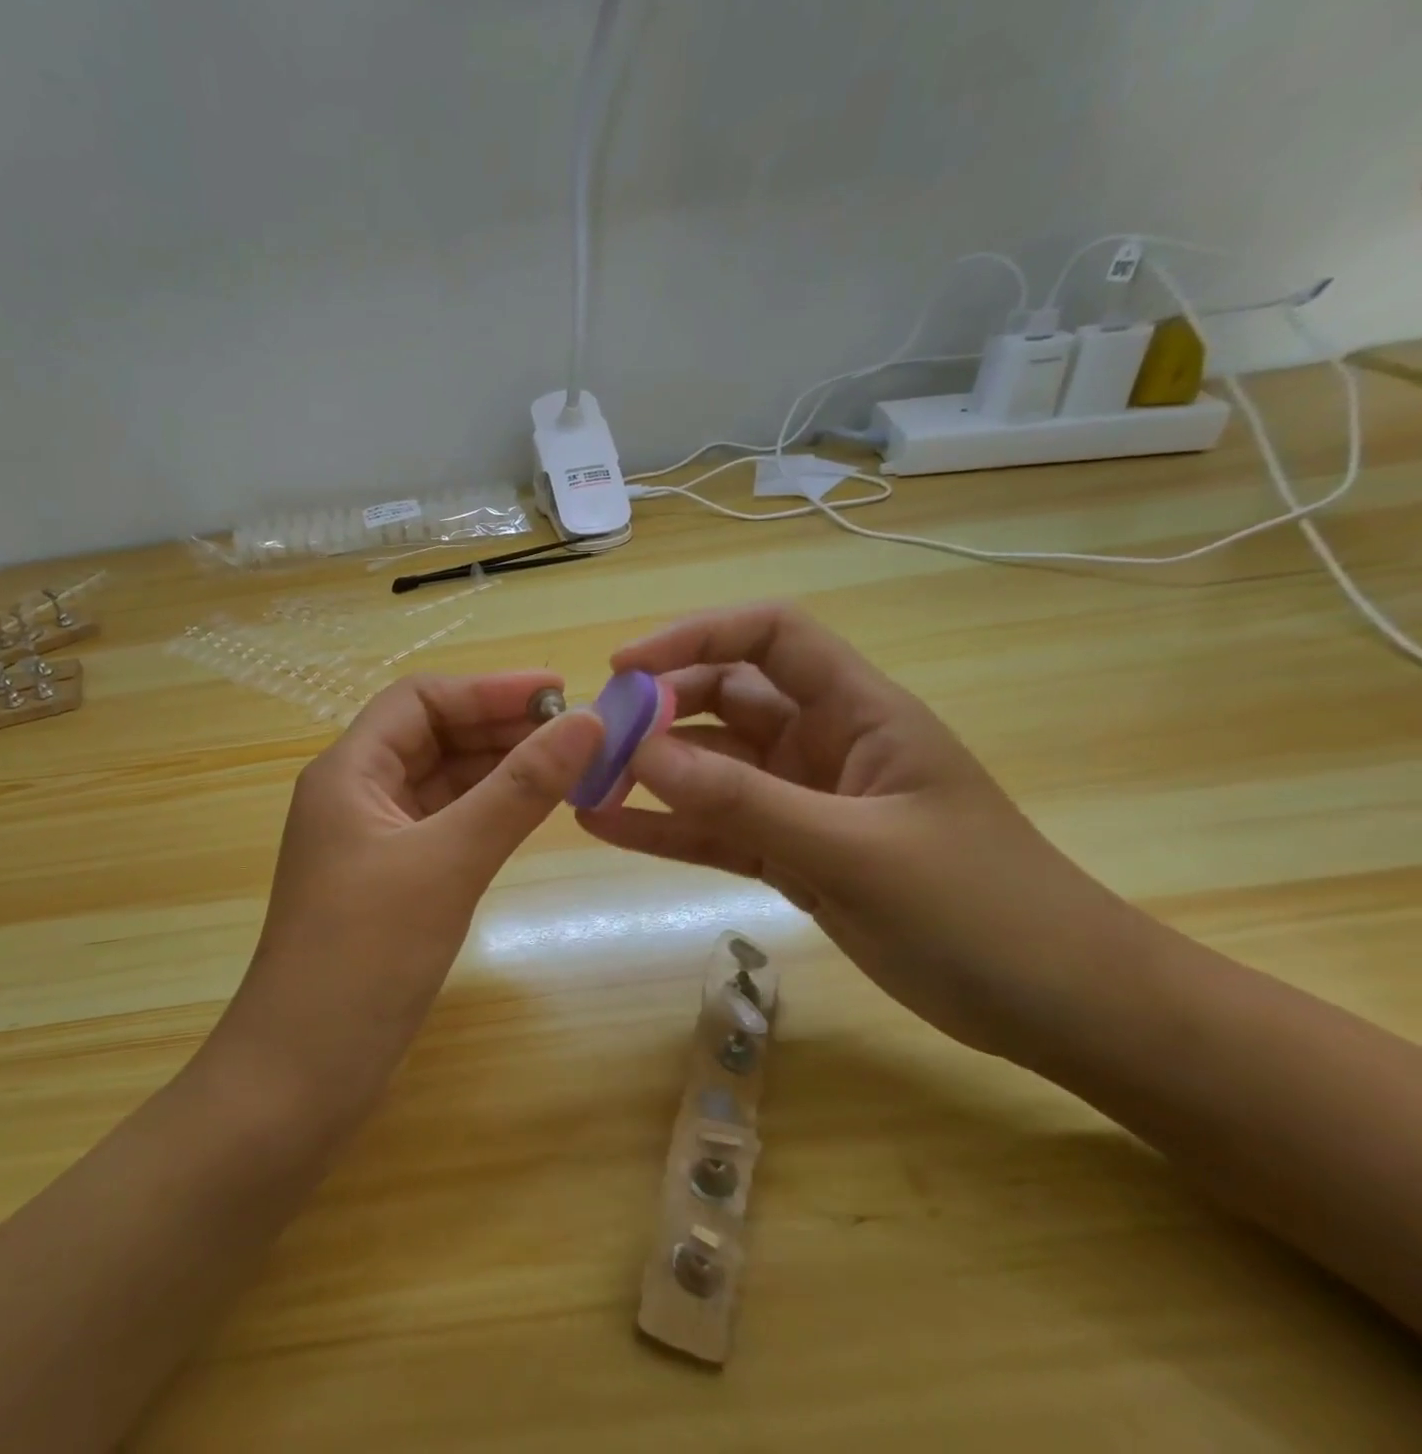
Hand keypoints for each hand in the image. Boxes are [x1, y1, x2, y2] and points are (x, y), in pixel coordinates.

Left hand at [211, 673, 604, 1123]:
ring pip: (442, 782)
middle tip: (578, 733)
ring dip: (499, 770)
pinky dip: (487, 813)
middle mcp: (355, 795)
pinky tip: (531, 815)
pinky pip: (444, 826)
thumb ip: (518, 790)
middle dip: (501, 727)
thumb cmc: (365, 958)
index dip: (489, 689)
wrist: (300, 1077)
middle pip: (433, 736)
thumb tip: (586, 723)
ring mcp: (371, 842)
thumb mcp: (447, 862)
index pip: (421, 700)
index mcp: (348, 772)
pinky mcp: (389, 883)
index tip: (561, 693)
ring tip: (569, 767)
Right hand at [577, 604, 1148, 1057]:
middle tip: (595, 742)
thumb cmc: (982, 910)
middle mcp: (823, 743)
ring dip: (651, 771)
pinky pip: (714, 829)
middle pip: (724, 698)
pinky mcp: (790, 855)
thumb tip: (640, 755)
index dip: (694, 636)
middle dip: (658, 710)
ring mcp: (802, 801)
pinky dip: (665, 828)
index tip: (625, 669)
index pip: (768, 637)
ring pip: (710, 767)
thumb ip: (745, 801)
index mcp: (858, 711)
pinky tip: (607, 830)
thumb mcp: (856, 850)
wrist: (1060, 1008)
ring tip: (585, 785)